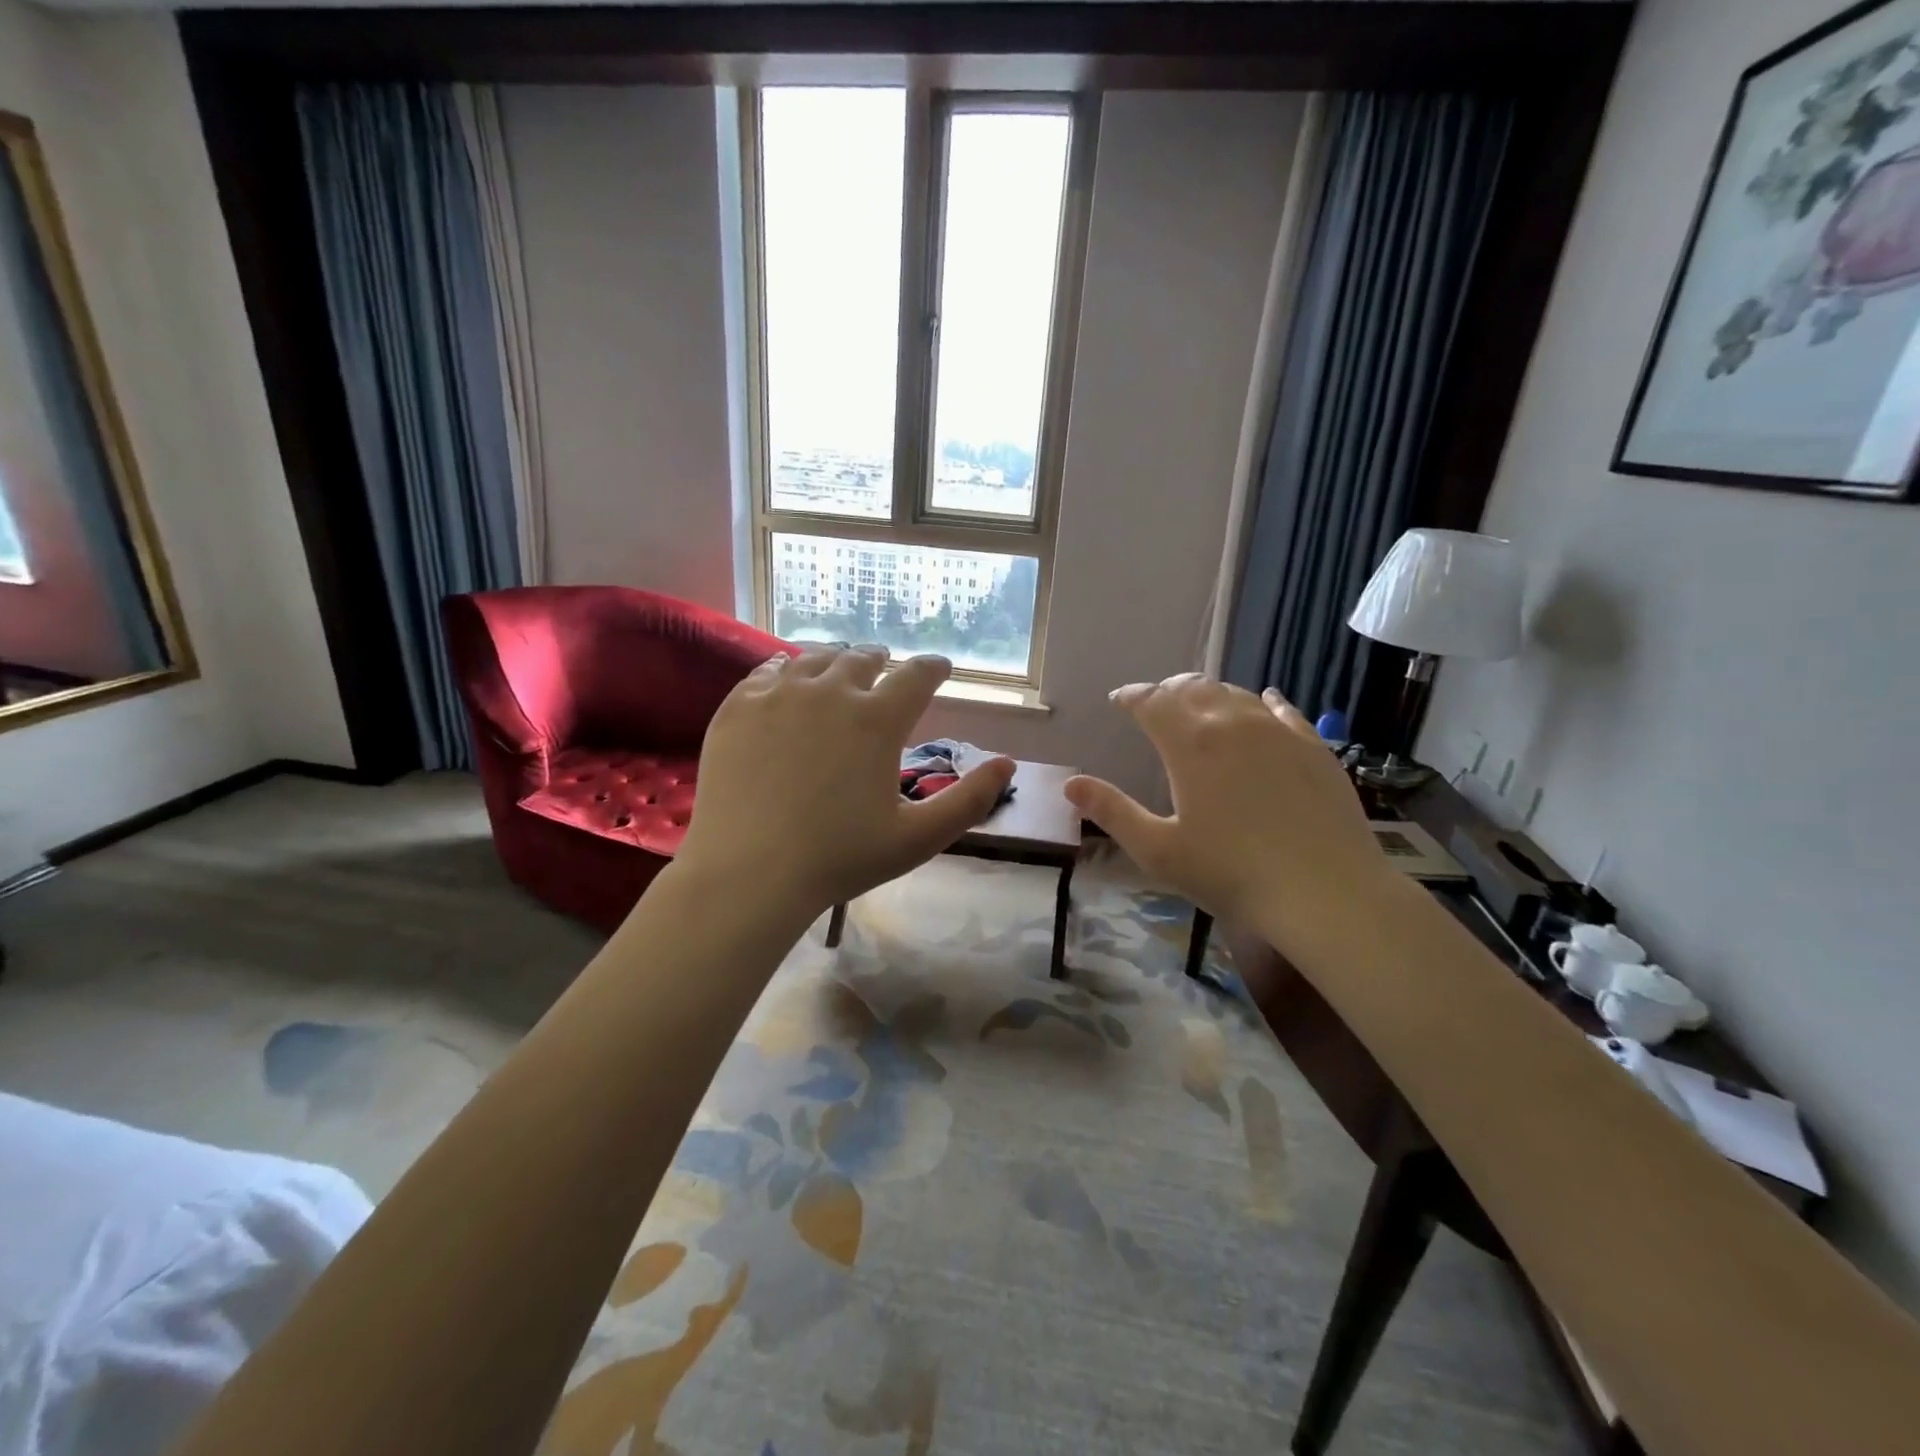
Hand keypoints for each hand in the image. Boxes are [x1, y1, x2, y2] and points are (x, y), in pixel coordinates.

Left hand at [677, 646, 1016, 917]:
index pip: (917, 674)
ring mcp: (778, 695)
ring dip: (835, 659)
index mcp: (878, 719)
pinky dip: (786, 670)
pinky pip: (767, 672)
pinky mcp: (738, 707)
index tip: (940, 667)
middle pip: (863, 657)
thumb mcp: (919, 838)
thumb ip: (970, 800)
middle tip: (886, 668)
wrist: (748, 874)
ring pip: (815, 658)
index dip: (934, 667)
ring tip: (840, 667)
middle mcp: (830, 692)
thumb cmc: (840, 859)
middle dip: (882, 661)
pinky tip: (787, 679)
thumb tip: (1007, 763)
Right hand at [1064, 675, 1396, 951]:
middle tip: (1155, 702)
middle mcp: (1233, 723)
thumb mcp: (1158, 850)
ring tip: (1198, 703)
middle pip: (1194, 688)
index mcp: (1190, 744)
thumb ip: (1112, 812)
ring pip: (1236, 693)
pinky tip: (1264, 702)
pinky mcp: (1314, 747)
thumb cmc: (1231, 873)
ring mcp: (1279, 732)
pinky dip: (1262, 702)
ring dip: (1210, 693)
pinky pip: (1283, 711)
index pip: (1152, 702)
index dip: (1131, 696)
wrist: (1326, 892)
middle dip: (1168, 690)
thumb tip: (1070, 784)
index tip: (1119, 699)